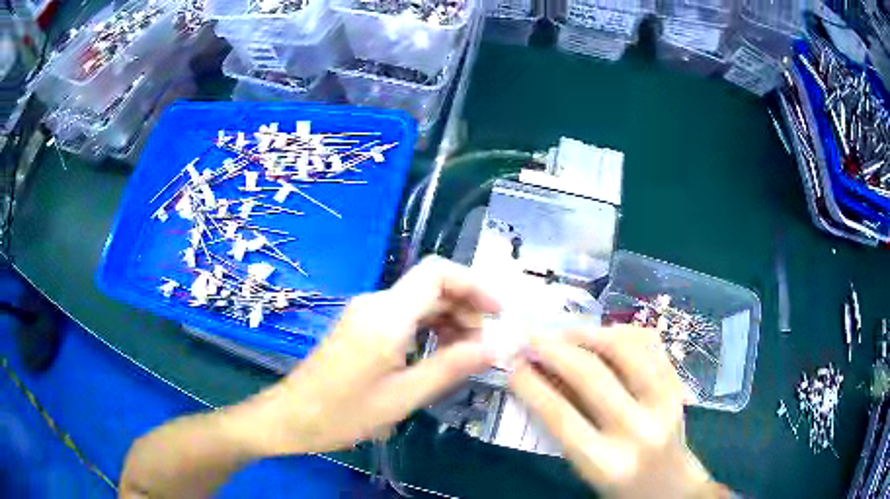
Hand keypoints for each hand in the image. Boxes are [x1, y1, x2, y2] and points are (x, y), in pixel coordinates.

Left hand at [232, 256, 500, 455]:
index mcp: (386, 316)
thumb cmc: (344, 413)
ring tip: (465, 353)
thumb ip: (451, 367)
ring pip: (418, 300)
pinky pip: (403, 314)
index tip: (497, 313)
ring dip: (448, 319)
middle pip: (431, 286)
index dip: (474, 285)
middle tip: (483, 345)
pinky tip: (437, 353)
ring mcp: (365, 312)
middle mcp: (375, 303)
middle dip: (465, 307)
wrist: (291, 416)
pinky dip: (428, 327)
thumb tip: (495, 347)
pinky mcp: (360, 324)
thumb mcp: (403, 397)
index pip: (437, 273)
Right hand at [510, 326, 716, 498]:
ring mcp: (665, 404)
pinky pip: (652, 345)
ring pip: (627, 349)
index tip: (512, 366)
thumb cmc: (618, 484)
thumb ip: (565, 425)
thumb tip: (540, 377)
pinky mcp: (679, 387)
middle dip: (554, 350)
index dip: (530, 385)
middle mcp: (638, 431)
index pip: (560, 415)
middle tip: (531, 337)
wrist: (668, 487)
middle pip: (591, 376)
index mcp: (605, 463)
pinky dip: (624, 332)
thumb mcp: (585, 466)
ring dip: (591, 333)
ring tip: (566, 331)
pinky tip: (604, 334)